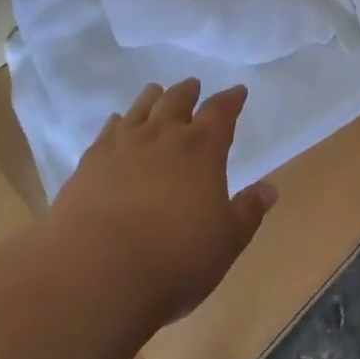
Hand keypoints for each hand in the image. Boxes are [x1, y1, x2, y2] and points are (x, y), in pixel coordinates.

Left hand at [48, 78, 276, 325]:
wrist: (95, 273)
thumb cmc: (174, 259)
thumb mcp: (226, 242)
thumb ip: (248, 212)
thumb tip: (269, 189)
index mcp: (201, 149)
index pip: (220, 112)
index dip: (231, 100)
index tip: (238, 92)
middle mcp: (163, 136)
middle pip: (177, 101)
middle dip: (188, 92)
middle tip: (193, 85)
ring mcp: (123, 147)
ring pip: (141, 109)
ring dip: (152, 98)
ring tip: (156, 91)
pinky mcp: (90, 164)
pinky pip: (108, 132)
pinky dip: (117, 122)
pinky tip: (116, 123)